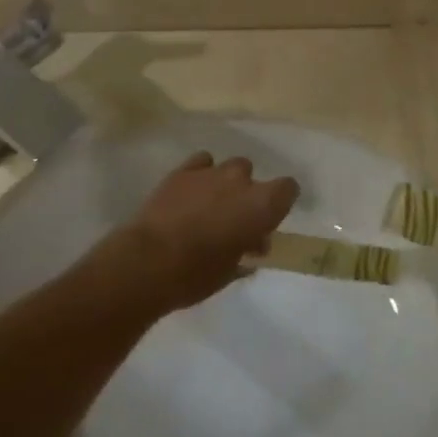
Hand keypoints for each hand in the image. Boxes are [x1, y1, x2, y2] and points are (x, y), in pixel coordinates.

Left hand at [111, 152, 298, 311]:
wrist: (148, 262)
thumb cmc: (197, 274)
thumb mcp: (231, 271)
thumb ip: (246, 252)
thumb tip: (252, 245)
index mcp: (262, 205)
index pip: (288, 188)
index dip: (282, 201)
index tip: (271, 219)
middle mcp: (241, 181)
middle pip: (252, 176)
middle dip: (246, 194)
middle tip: (234, 220)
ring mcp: (211, 172)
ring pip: (228, 167)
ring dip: (224, 183)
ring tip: (210, 205)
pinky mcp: (182, 172)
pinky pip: (201, 162)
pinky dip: (201, 174)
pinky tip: (192, 191)